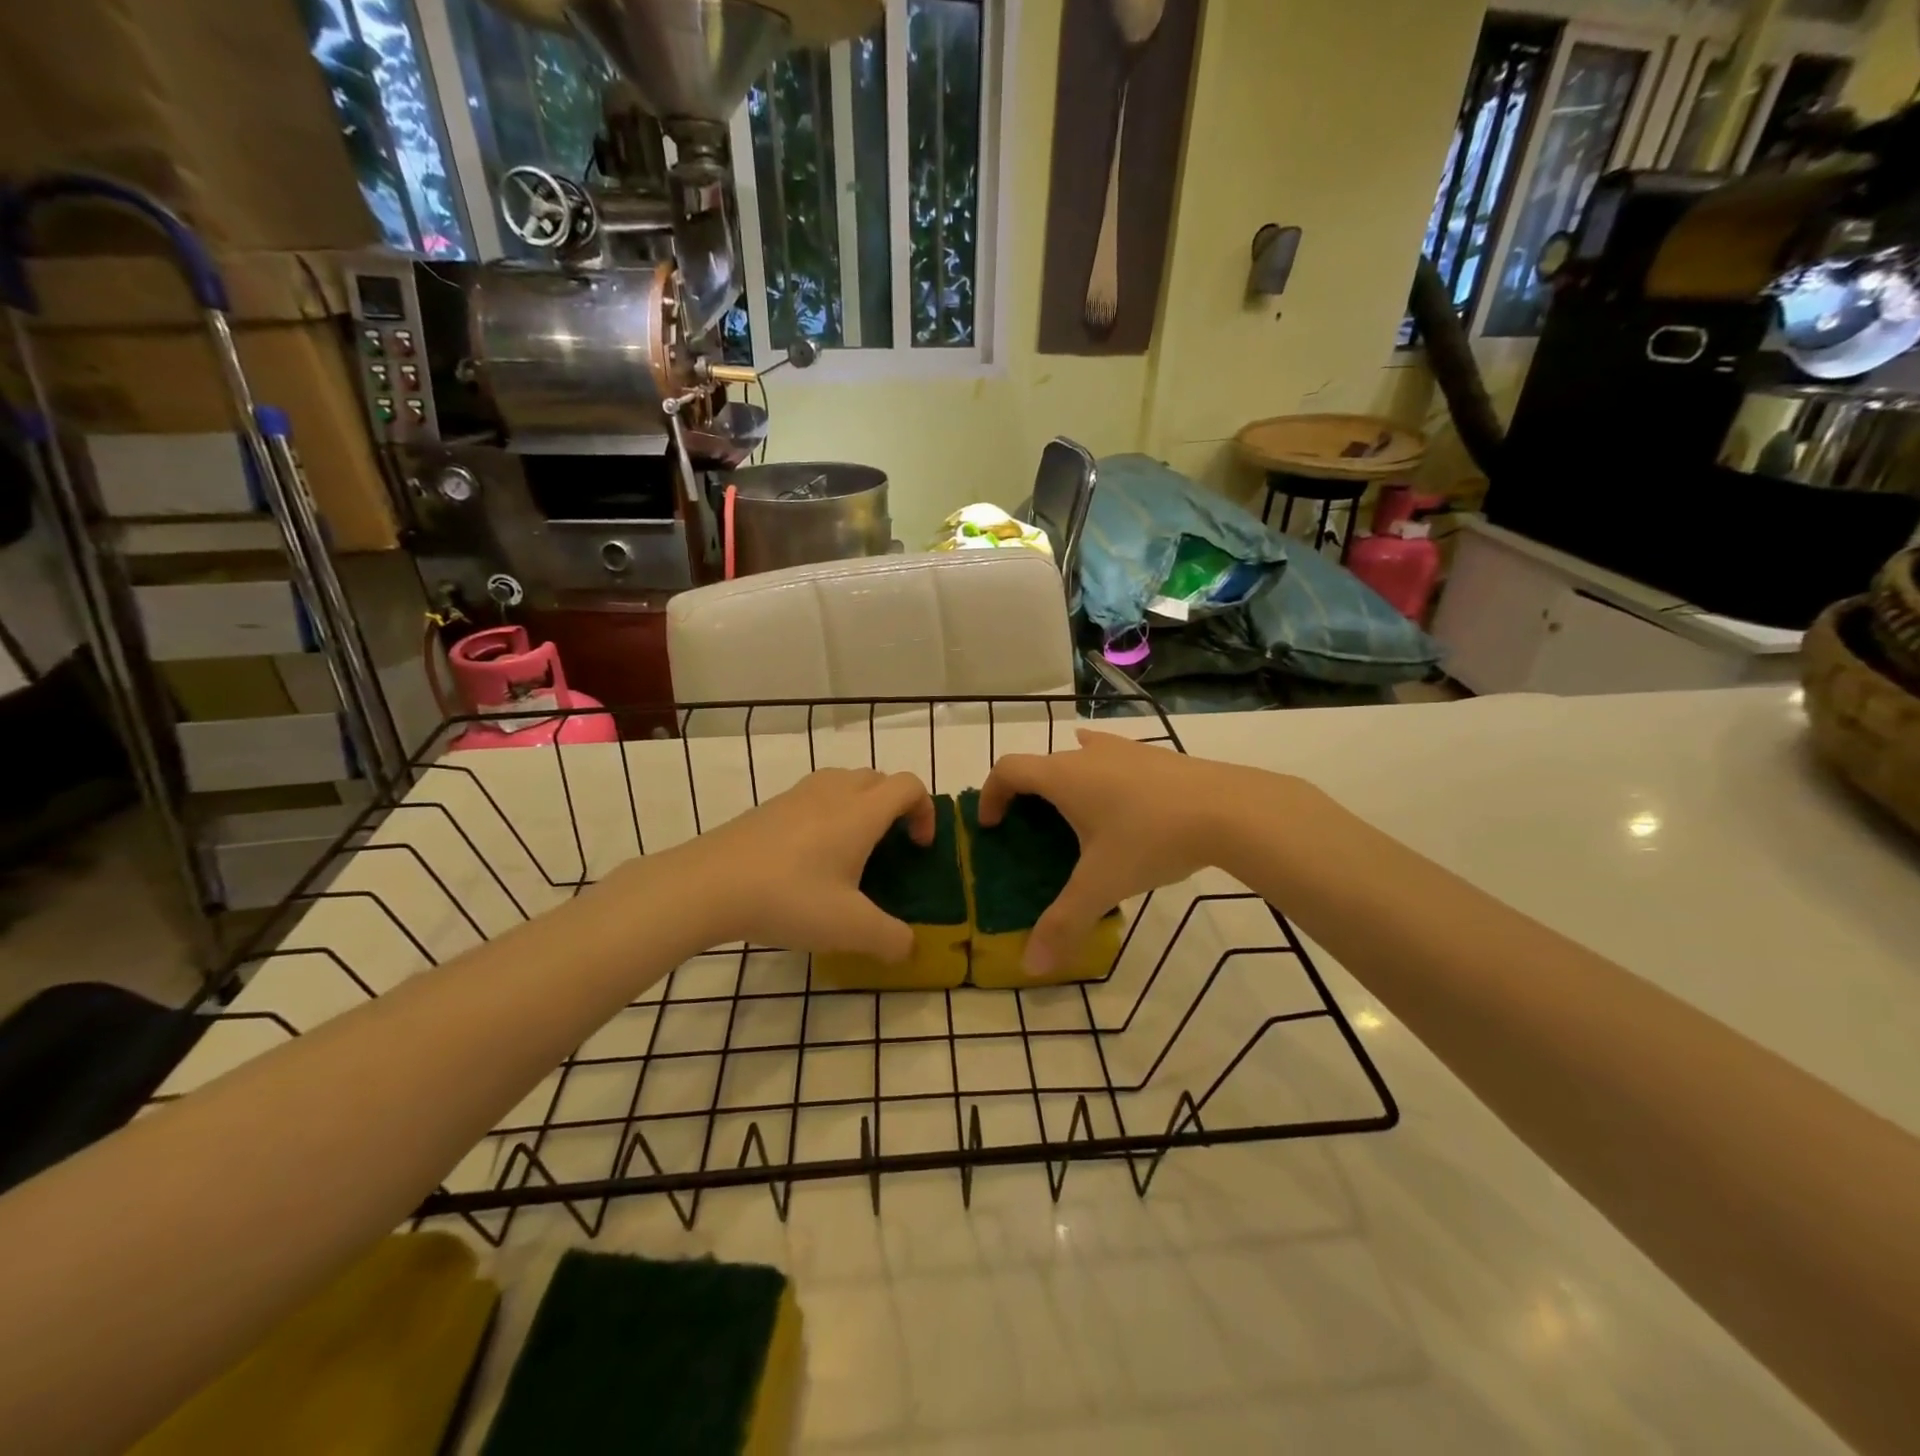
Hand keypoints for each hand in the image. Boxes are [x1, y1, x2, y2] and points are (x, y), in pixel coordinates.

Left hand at [667, 769, 933, 961]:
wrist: (707, 885)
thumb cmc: (789, 898)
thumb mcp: (849, 928)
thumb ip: (890, 939)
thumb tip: (908, 947)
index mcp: (861, 812)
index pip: (909, 785)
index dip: (925, 811)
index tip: (917, 848)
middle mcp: (834, 792)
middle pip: (878, 778)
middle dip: (894, 806)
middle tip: (888, 848)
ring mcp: (798, 795)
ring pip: (844, 782)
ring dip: (861, 805)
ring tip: (851, 849)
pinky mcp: (770, 806)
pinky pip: (814, 796)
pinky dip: (828, 813)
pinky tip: (809, 857)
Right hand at [979, 731, 1285, 974]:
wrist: (1231, 809)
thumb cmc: (1151, 839)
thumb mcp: (1102, 885)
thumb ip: (1063, 923)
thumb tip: (1031, 966)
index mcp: (1063, 776)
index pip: (1008, 769)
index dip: (991, 794)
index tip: (992, 825)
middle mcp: (1087, 754)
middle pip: (1042, 764)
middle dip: (1028, 794)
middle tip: (1034, 832)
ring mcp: (1126, 749)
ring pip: (1080, 756)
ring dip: (1067, 781)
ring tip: (1075, 816)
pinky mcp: (1157, 756)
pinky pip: (1114, 758)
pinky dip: (1103, 776)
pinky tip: (1122, 800)